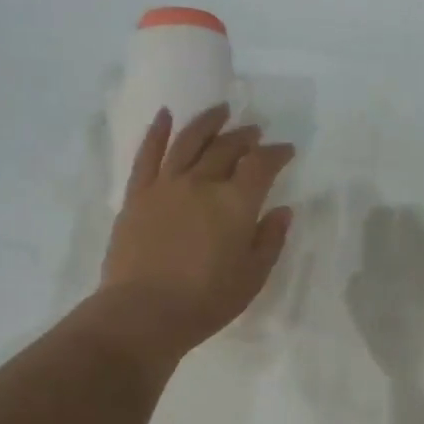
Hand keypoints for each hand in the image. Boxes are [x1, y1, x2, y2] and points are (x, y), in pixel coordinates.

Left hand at [97, 104, 294, 362]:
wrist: (143, 313)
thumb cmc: (205, 301)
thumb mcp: (252, 277)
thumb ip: (270, 240)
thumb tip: (282, 210)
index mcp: (235, 203)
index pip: (261, 165)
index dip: (276, 153)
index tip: (286, 150)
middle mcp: (202, 183)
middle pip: (227, 148)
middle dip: (245, 137)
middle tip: (255, 132)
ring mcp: (166, 185)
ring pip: (189, 141)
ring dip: (208, 123)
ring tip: (221, 111)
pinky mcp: (137, 194)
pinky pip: (148, 154)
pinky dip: (157, 131)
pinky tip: (165, 115)